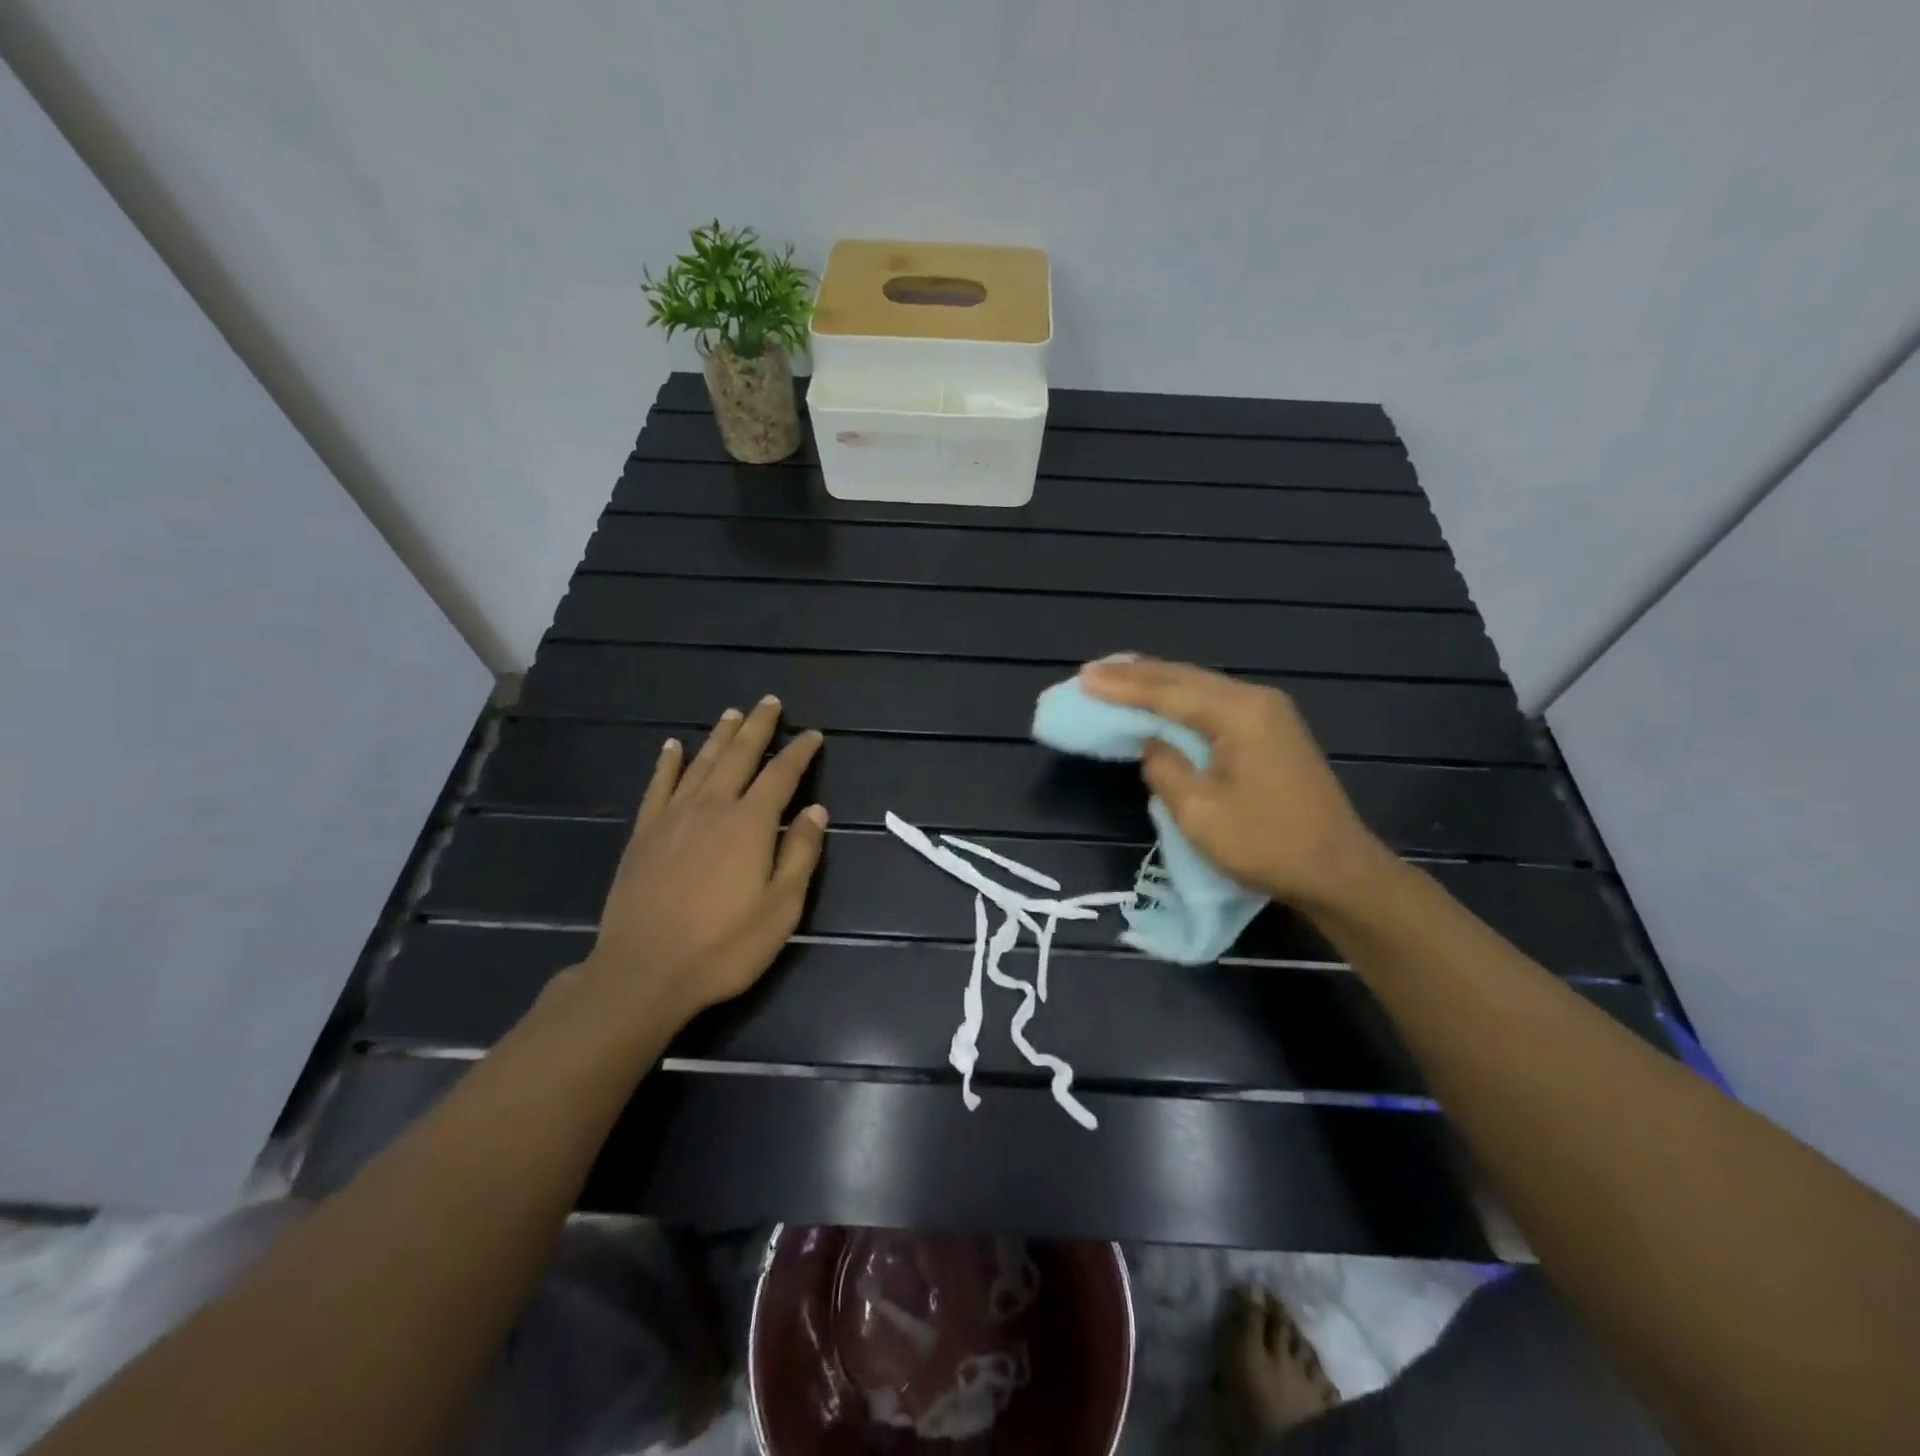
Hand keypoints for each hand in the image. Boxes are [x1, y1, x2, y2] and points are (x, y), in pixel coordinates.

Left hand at [575, 697, 827, 1028]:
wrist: (644, 972)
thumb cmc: (724, 946)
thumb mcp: (781, 907)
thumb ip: (801, 854)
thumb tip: (817, 811)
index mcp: (751, 824)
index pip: (782, 775)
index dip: (800, 752)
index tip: (813, 735)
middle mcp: (713, 807)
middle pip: (739, 756)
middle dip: (758, 727)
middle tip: (770, 702)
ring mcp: (673, 817)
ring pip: (701, 763)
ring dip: (719, 736)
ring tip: (732, 713)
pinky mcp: (644, 834)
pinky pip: (658, 786)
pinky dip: (667, 763)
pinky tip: (672, 747)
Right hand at [1078, 657, 1396, 912]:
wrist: (1338, 871)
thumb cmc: (1266, 843)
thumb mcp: (1200, 811)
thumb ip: (1165, 767)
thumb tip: (1150, 744)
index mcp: (1238, 713)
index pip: (1167, 692)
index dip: (1121, 686)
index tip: (1083, 678)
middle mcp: (1255, 700)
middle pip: (1184, 678)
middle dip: (1135, 674)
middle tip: (1091, 672)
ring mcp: (1269, 713)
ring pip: (1200, 686)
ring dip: (1156, 682)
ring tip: (1116, 676)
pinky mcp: (1272, 731)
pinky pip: (1214, 703)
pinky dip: (1180, 698)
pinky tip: (1161, 698)